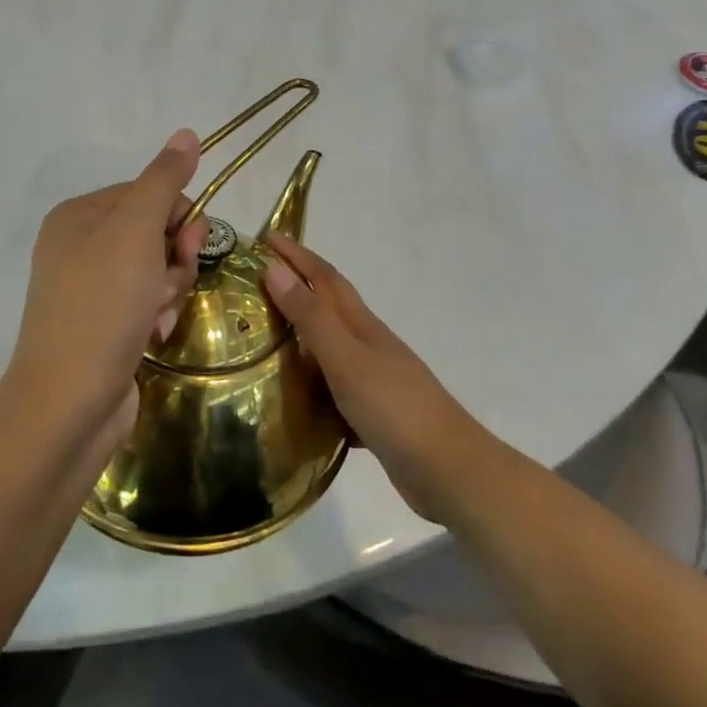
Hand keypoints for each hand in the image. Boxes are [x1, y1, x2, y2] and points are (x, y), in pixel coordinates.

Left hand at [3, 131, 207, 454]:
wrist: (68, 404)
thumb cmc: (102, 306)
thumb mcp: (136, 231)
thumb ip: (164, 180)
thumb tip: (187, 133)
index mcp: (79, 214)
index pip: (149, 192)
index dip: (178, 217)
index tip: (186, 245)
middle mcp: (79, 245)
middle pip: (155, 230)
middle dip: (174, 257)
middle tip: (170, 282)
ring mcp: (89, 288)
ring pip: (156, 268)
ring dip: (169, 289)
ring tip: (157, 317)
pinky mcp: (102, 324)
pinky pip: (146, 302)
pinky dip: (157, 315)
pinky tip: (152, 335)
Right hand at [263, 233, 494, 523]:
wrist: (449, 470)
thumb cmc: (394, 407)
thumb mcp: (345, 358)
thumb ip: (310, 317)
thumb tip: (275, 268)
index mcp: (362, 325)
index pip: (325, 278)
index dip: (298, 256)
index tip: (267, 237)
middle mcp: (368, 344)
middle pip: (329, 306)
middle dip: (297, 286)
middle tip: (257, 282)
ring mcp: (375, 379)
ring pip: (330, 347)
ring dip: (302, 335)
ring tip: (263, 337)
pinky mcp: (374, 413)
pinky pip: (334, 387)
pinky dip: (313, 383)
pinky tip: (294, 398)